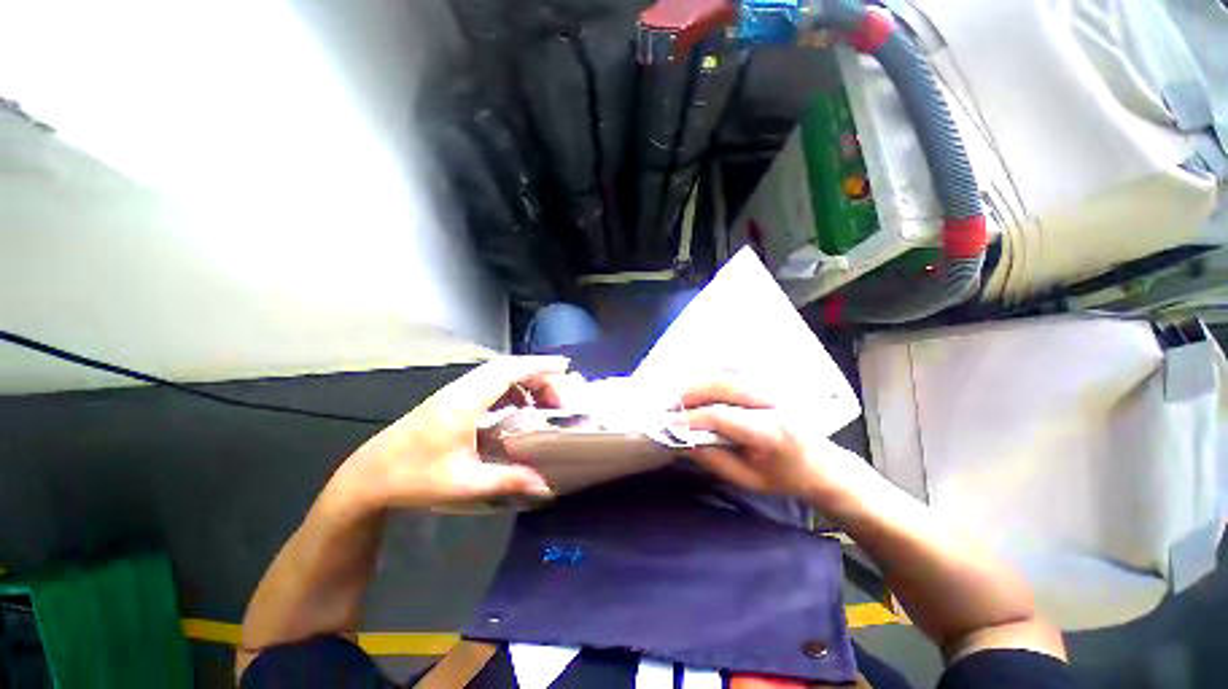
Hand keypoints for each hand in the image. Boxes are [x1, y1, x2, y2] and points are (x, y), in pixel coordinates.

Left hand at [332, 356, 581, 511]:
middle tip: (560, 391)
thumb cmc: (413, 478)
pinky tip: (518, 405)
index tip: (564, 367)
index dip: (538, 366)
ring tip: (545, 397)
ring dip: (524, 379)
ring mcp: (454, 392)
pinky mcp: (450, 399)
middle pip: (506, 367)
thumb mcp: (464, 483)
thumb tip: (546, 486)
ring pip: (497, 373)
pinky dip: (511, 387)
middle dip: (538, 373)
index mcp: (465, 402)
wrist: (367, 476)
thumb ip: (508, 480)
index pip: (508, 371)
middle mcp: (461, 389)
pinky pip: (489, 382)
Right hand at [677, 376, 870, 503]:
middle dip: (690, 392)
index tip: (670, 423)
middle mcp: (772, 403)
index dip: (692, 418)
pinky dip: (715, 371)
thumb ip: (715, 460)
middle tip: (670, 404)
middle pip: (723, 385)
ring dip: (700, 379)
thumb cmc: (786, 478)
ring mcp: (773, 388)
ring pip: (729, 372)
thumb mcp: (749, 480)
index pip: (721, 416)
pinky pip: (738, 369)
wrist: (825, 464)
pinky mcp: (771, 382)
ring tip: (680, 393)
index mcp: (769, 432)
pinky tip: (700, 380)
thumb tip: (683, 440)